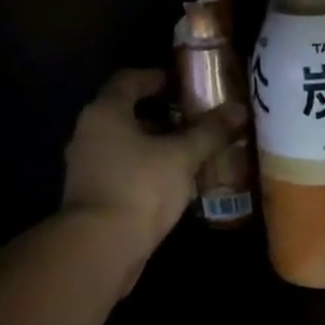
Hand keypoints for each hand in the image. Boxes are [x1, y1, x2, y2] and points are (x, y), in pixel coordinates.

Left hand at [62, 68, 241, 265]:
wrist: (101, 246)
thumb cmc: (140, 188)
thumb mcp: (181, 157)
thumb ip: (208, 132)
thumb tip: (238, 109)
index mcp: (105, 112)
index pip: (129, 80)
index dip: (157, 78)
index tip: (183, 84)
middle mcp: (88, 133)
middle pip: (125, 114)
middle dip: (160, 116)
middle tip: (193, 121)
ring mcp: (86, 167)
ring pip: (124, 146)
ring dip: (153, 147)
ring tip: (187, 154)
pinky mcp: (92, 197)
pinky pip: (122, 172)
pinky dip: (144, 171)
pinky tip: (170, 184)